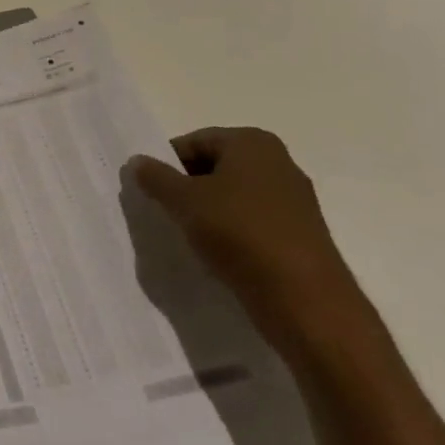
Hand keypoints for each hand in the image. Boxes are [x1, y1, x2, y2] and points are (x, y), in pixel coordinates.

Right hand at [126, 127, 364, 351]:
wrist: (307, 302)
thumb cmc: (241, 234)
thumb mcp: (184, 201)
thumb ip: (155, 177)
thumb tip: (137, 161)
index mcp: (253, 142)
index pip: (193, 142)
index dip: (167, 164)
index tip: (151, 190)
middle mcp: (279, 163)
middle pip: (214, 167)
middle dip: (187, 187)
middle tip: (166, 211)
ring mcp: (294, 201)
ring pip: (233, 196)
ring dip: (208, 212)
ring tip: (189, 236)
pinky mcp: (300, 235)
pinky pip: (252, 223)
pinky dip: (231, 233)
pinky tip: (218, 254)